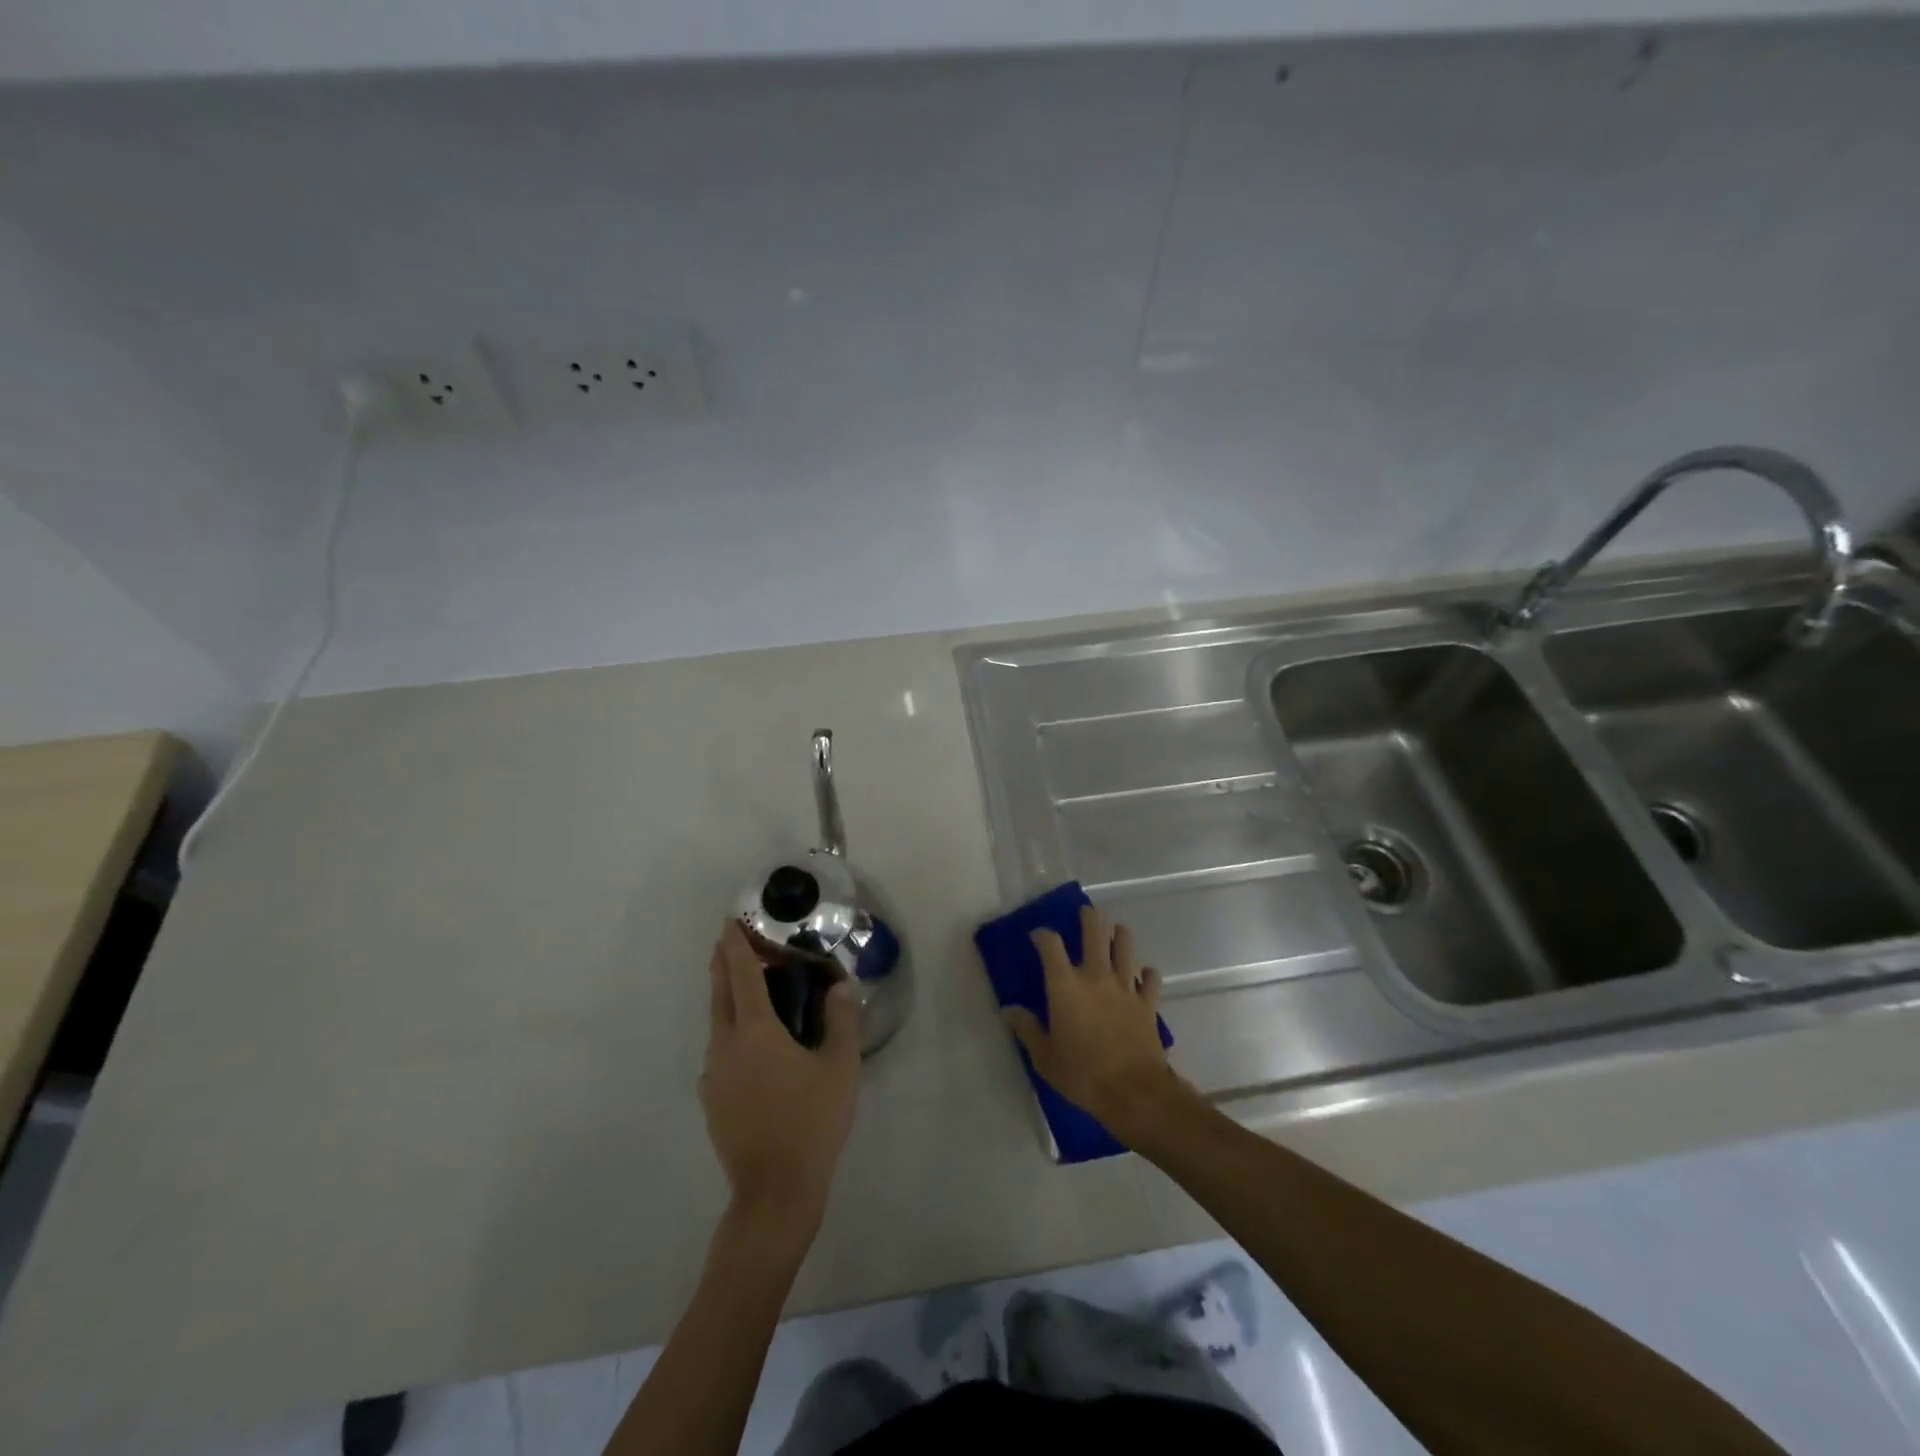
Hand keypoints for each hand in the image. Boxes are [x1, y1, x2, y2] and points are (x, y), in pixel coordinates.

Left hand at [700, 922, 860, 1242]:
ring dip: (727, 998)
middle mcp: (726, 1046)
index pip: (742, 975)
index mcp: (756, 1031)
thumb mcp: (840, 1067)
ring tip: (748, 990)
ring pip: (717, 1024)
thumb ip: (841, 1020)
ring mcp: (714, 1076)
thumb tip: (841, 985)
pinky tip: (750, 1048)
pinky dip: (731, 1034)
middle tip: (728, 941)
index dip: (736, 946)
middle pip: (720, 994)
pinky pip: (719, 1053)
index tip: (728, 922)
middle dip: (723, 963)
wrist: (775, 1191)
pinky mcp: (711, 1101)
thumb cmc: (812, 1121)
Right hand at [1002, 905, 1189, 1146]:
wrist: (1134, 1092)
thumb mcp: (1045, 1057)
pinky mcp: (1147, 1003)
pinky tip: (1143, 976)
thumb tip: (1009, 1010)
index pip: (1050, 945)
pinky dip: (1147, 974)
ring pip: (1125, 947)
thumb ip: (1027, 1029)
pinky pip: (1151, 979)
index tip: (1038, 936)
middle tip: (1086, 912)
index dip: (1043, 935)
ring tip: (1117, 932)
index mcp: (1065, 986)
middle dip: (1089, 919)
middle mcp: (1095, 976)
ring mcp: (1125, 987)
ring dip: (1121, 936)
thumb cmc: (1082, 1074)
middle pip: (1095, 933)